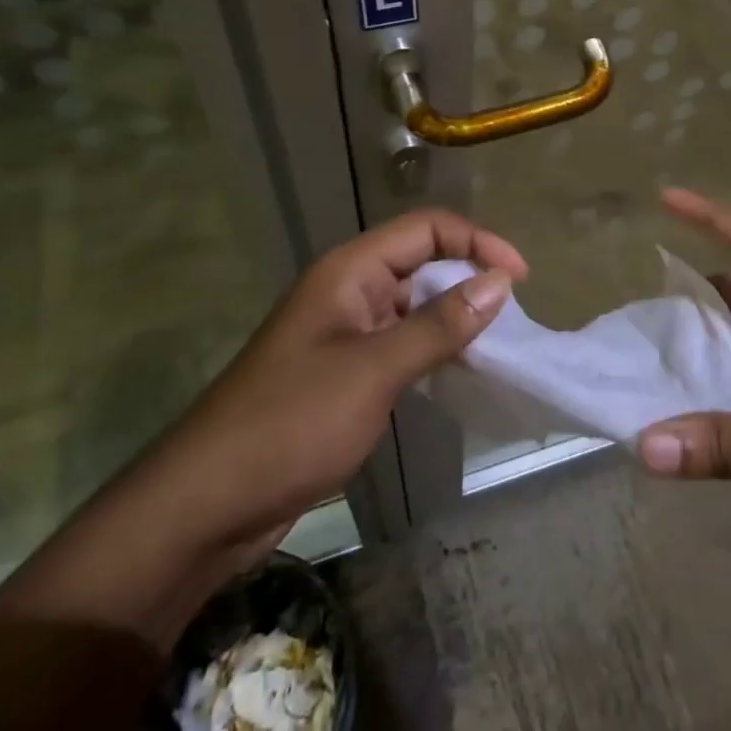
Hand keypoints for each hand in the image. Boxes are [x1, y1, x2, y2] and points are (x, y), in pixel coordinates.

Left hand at [168, 209, 527, 543]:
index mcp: (350, 271)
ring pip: (414, 306)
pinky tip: (459, 374)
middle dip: (470, 279)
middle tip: (514, 320)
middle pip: (422, 262)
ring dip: (455, 318)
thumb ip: (439, 325)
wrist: (210, 501)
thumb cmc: (292, 423)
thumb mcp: (374, 371)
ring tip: (499, 347)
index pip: (426, 229)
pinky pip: (400, 344)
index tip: (520, 280)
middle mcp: (349, 291)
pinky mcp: (344, 373)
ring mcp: (345, 333)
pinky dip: (434, 351)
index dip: (477, 242)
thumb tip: (500, 282)